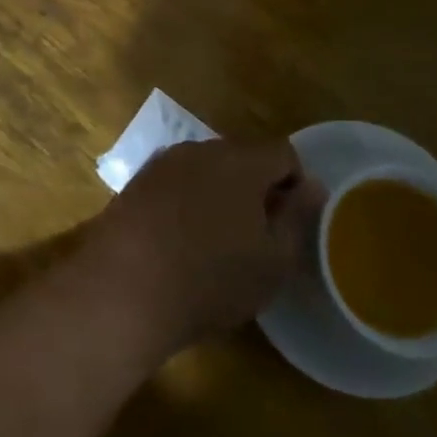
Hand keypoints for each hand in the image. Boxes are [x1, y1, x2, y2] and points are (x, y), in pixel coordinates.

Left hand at [80, 140, 325, 355]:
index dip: (295, 185)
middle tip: (257, 236)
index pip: (283, 153)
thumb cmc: (211, 279)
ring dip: (219, 193)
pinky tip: (181, 240)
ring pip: (206, 168)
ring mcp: (163, 162)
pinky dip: (187, 201)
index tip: (290, 224)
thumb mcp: (273, 260)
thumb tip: (312, 185)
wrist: (124, 287)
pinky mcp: (136, 181)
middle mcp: (200, 149)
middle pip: (242, 157)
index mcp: (240, 160)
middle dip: (256, 187)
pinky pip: (176, 182)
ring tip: (218, 241)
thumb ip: (297, 216)